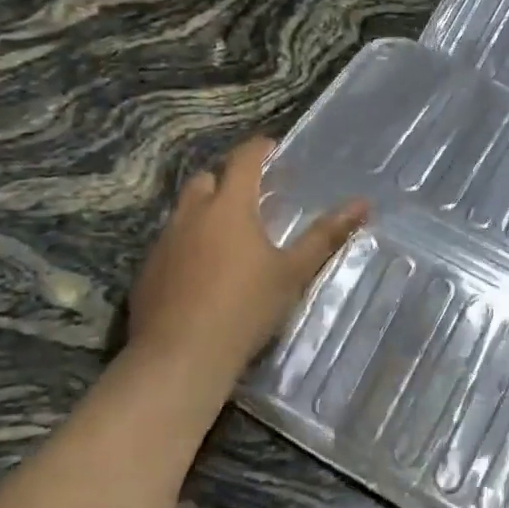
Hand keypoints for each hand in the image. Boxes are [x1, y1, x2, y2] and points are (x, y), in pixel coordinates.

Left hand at [124, 137, 365, 382]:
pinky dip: (187, 245)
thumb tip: (362, 204)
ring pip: (184, 212)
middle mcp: (191, 215)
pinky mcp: (146, 272)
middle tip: (252, 198)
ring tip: (230, 237)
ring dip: (205, 214)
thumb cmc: (244, 308)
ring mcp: (163, 243)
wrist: (179, 358)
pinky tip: (202, 274)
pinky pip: (169, 244)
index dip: (259, 149)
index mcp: (229, 206)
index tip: (273, 150)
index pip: (243, 160)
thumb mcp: (293, 272)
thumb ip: (325, 235)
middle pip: (207, 179)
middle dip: (228, 180)